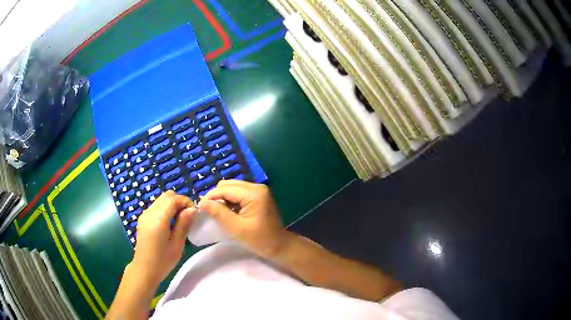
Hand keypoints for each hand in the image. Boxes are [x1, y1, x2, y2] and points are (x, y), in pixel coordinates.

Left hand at [131, 191, 195, 285]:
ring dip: (172, 205)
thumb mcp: (177, 245)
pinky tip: (170, 223)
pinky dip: (165, 209)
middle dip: (179, 201)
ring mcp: (145, 215)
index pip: (173, 199)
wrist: (144, 269)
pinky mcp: (143, 218)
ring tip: (180, 220)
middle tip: (187, 216)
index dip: (185, 202)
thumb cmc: (162, 261)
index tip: (194, 213)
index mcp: (158, 220)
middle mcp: (149, 213)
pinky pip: (156, 206)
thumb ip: (183, 224)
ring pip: (161, 199)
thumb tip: (192, 209)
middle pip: (166, 196)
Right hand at [199, 180, 290, 257]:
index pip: (225, 189)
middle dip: (216, 196)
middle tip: (209, 211)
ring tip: (217, 212)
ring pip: (232, 187)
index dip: (211, 197)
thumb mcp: (236, 228)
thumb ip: (219, 213)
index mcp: (253, 193)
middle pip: (228, 185)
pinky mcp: (258, 195)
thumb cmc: (259, 240)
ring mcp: (258, 190)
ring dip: (223, 198)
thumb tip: (202, 202)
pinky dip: (230, 200)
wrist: (279, 246)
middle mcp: (256, 187)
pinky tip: (228, 211)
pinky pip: (238, 192)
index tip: (200, 207)